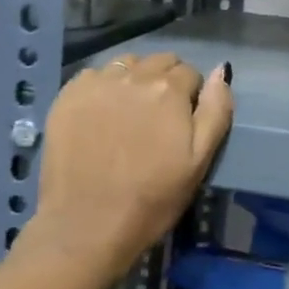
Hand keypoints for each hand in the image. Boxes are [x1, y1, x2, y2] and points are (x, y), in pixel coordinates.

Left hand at [21, 53, 233, 288]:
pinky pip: (93, 76)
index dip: (191, 95)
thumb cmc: (151, 199)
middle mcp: (133, 76)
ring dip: (134, 79)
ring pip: (126, 64)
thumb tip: (222, 69)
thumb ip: (216, 110)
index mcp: (169, 90)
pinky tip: (99, 116)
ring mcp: (96, 84)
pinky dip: (102, 87)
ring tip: (128, 113)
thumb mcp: (199, 161)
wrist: (86, 226)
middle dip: (165, 81)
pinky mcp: (67, 97)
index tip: (182, 122)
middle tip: (158, 117)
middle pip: (159, 61)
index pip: (190, 72)